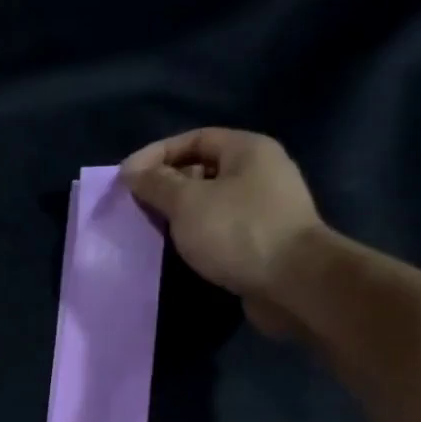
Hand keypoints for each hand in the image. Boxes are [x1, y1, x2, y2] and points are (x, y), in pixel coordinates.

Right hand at [120, 128, 323, 333]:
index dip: (157, 154)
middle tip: (138, 205)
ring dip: (182, 213)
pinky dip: (200, 234)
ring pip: (213, 202)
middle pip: (204, 169)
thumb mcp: (187, 203)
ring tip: (154, 228)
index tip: (126, 178)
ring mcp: (266, 208)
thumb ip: (156, 184)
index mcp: (247, 149)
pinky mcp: (265, 241)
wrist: (293, 283)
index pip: (194, 138)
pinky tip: (182, 249)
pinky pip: (223, 228)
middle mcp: (261, 172)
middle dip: (168, 184)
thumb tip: (131, 170)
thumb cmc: (238, 232)